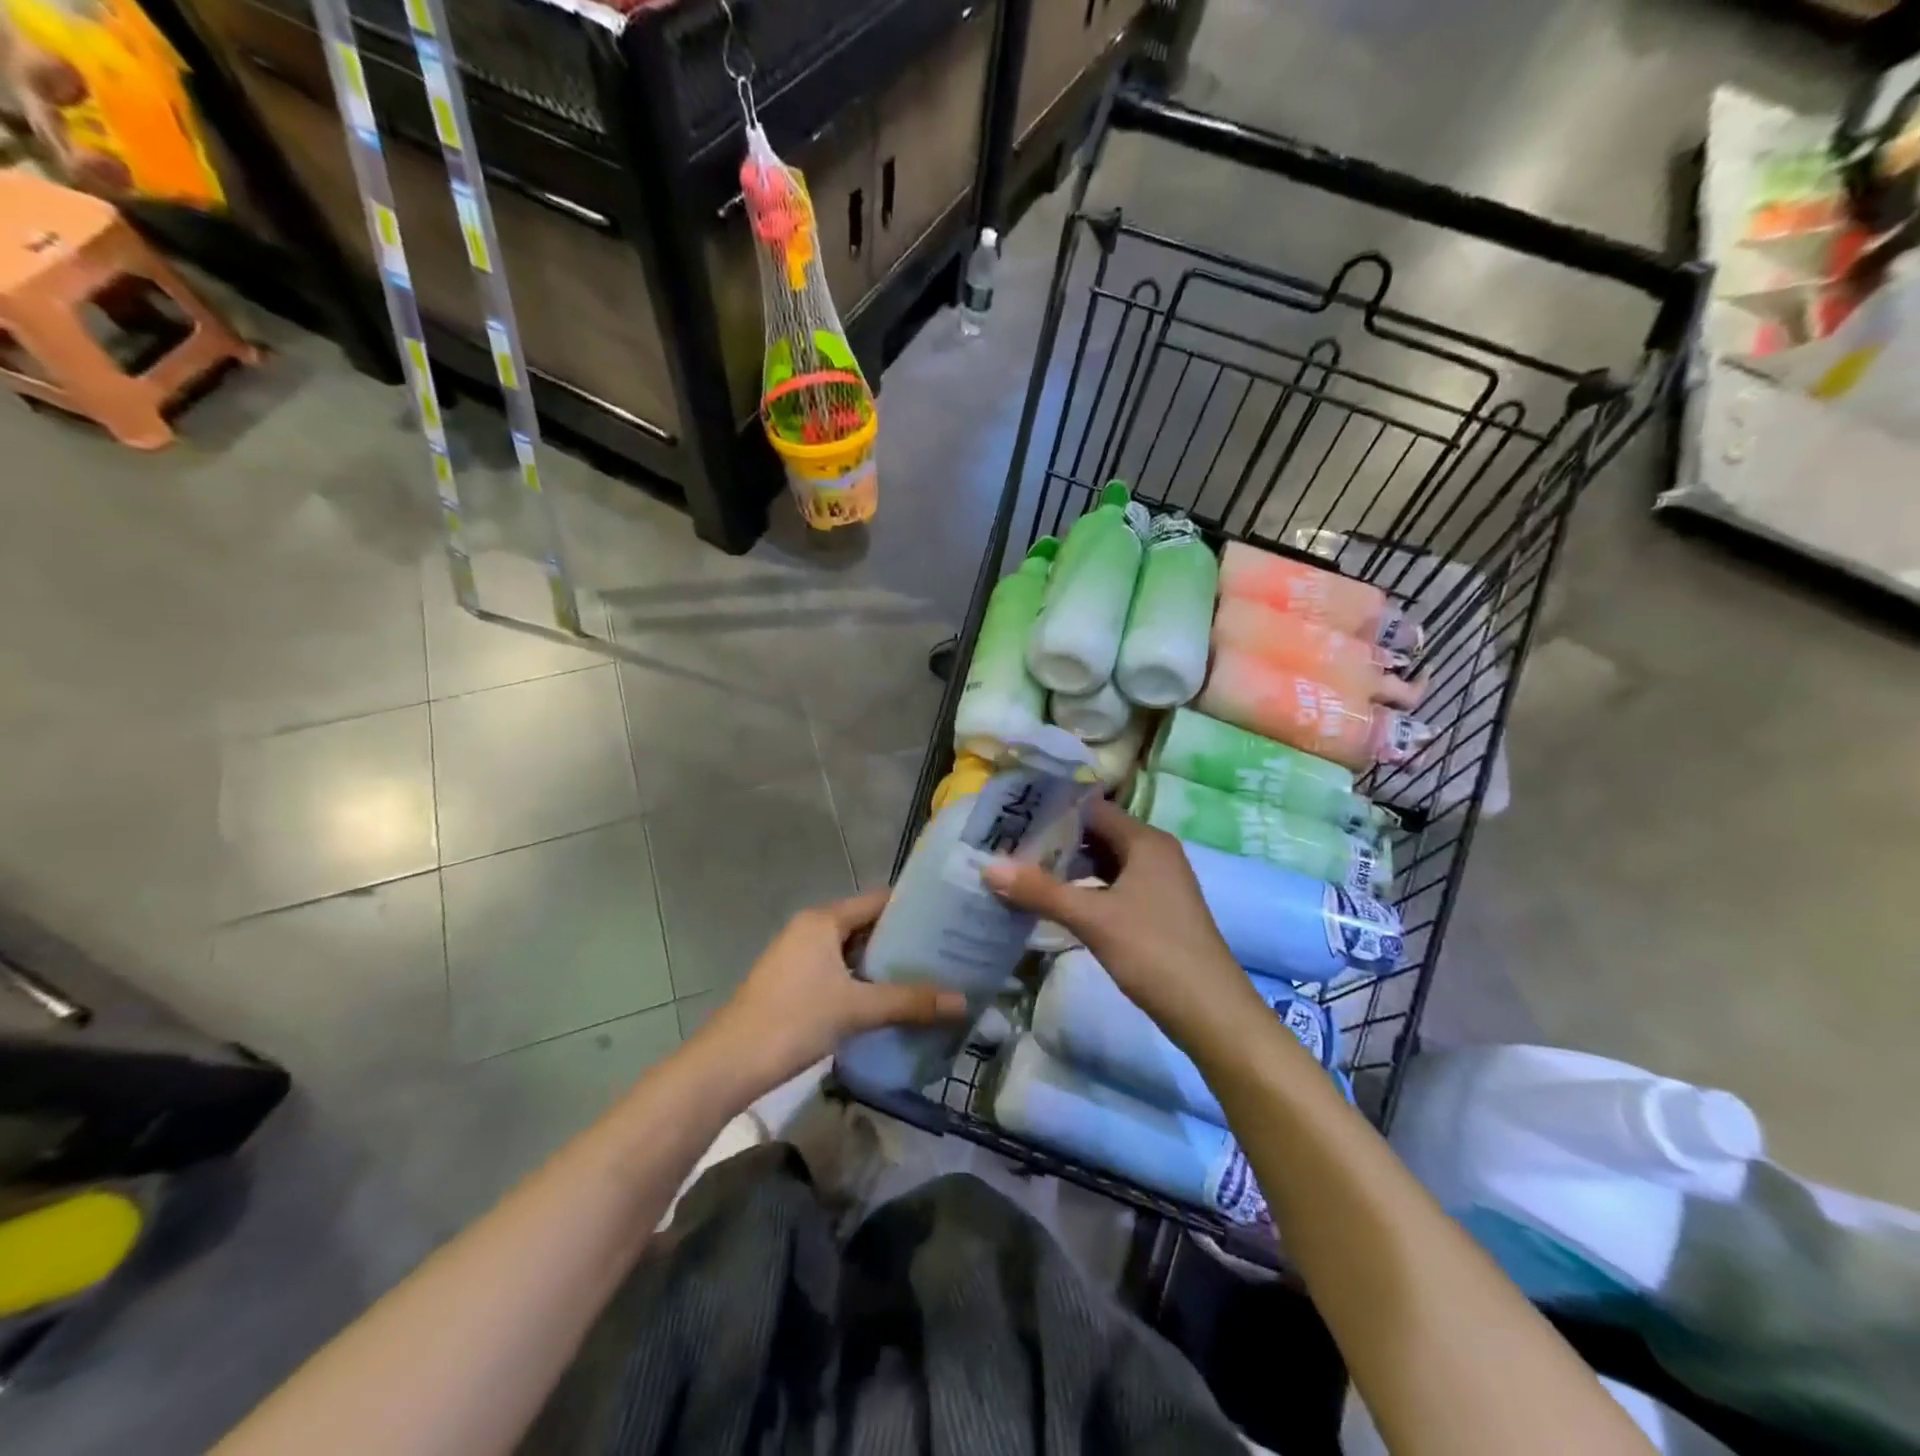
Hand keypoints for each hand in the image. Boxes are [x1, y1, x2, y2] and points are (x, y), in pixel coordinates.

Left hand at [698, 889, 967, 1091]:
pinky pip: (839, 970)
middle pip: (866, 924)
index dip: (914, 907)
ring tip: (928, 974)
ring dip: (884, 963)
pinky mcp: (794, 982)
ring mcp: (799, 956)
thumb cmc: (793, 1021)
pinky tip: (890, 999)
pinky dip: (864, 980)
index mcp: (824, 920)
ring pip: (852, 951)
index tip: (949, 919)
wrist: (728, 1063)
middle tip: (946, 951)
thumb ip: (909, 1002)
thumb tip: (964, 1002)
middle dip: (903, 939)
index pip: (878, 900)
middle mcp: (811, 929)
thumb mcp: (856, 1009)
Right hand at [982, 799, 1260, 1051]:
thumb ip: (1040, 890)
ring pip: (1103, 863)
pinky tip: (1053, 901)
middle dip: (1054, 839)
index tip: (1012, 815)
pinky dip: (1083, 889)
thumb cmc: (1153, 951)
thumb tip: (988, 867)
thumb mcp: (1093, 918)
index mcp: (1146, 841)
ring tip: (1020, 869)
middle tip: (1007, 843)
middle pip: (1097, 834)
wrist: (1210, 1011)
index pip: (1092, 809)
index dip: (1053, 809)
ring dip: (1067, 866)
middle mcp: (1154, 853)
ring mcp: (1156, 884)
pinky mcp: (1153, 911)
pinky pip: (1111, 887)